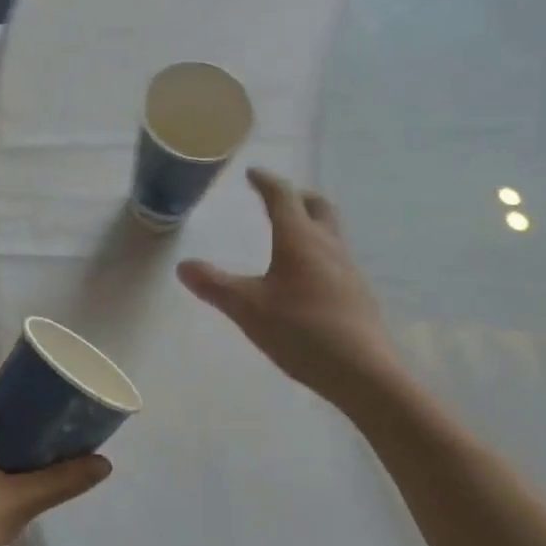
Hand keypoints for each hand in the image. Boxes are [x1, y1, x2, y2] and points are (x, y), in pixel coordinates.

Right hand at [177, 168, 395, 407]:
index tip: (253, 174)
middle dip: (296, 196)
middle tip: (276, 198)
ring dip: (310, 222)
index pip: (283, 196)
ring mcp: (347, 268)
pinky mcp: (357, 292)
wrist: (362, 371)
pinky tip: (306, 276)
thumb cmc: (301, 330)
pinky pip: (335, 256)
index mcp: (299, 239)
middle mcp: (328, 245)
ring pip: (330, 231)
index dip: (266, 181)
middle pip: (317, 206)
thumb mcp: (247, 309)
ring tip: (289, 235)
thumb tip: (183, 265)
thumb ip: (214, 285)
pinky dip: (318, 250)